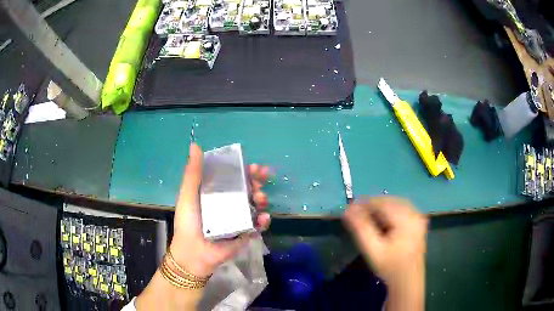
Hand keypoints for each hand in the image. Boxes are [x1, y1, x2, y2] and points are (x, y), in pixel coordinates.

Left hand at [169, 143, 270, 277]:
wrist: (193, 253)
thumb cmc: (188, 222)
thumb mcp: (188, 195)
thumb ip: (193, 173)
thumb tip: (195, 145)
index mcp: (216, 193)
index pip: (233, 177)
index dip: (244, 170)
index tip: (253, 166)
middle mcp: (229, 204)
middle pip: (248, 189)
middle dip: (257, 182)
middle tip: (262, 178)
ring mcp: (238, 219)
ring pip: (256, 205)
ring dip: (262, 199)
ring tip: (260, 199)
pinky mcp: (245, 234)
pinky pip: (258, 225)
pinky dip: (264, 221)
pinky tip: (263, 218)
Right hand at [343, 197, 427, 287]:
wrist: (407, 281)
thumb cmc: (390, 267)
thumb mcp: (373, 250)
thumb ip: (361, 228)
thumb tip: (347, 210)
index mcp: (406, 219)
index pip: (382, 203)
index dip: (364, 203)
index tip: (348, 208)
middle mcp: (415, 213)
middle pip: (389, 202)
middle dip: (372, 206)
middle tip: (355, 214)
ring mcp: (418, 217)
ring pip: (394, 205)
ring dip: (379, 209)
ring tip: (365, 218)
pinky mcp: (418, 222)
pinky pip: (400, 210)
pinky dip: (388, 213)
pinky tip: (380, 223)